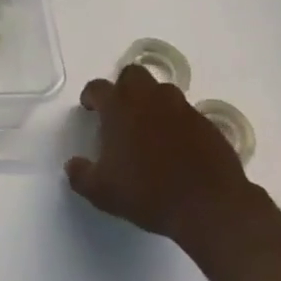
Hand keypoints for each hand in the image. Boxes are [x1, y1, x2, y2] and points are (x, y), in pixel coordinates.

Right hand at [65, 63, 257, 245]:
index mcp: (119, 107)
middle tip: (122, 112)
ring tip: (150, 128)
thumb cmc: (148, 193)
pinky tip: (177, 146)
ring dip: (152, 101)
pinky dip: (177, 122)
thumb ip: (81, 175)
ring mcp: (181, 107)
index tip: (89, 108)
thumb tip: (72, 165)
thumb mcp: (102, 192)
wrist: (209, 206)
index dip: (91, 96)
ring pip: (162, 90)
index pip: (97, 87)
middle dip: (124, 87)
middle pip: (133, 74)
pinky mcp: (206, 122)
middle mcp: (149, 98)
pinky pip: (186, 112)